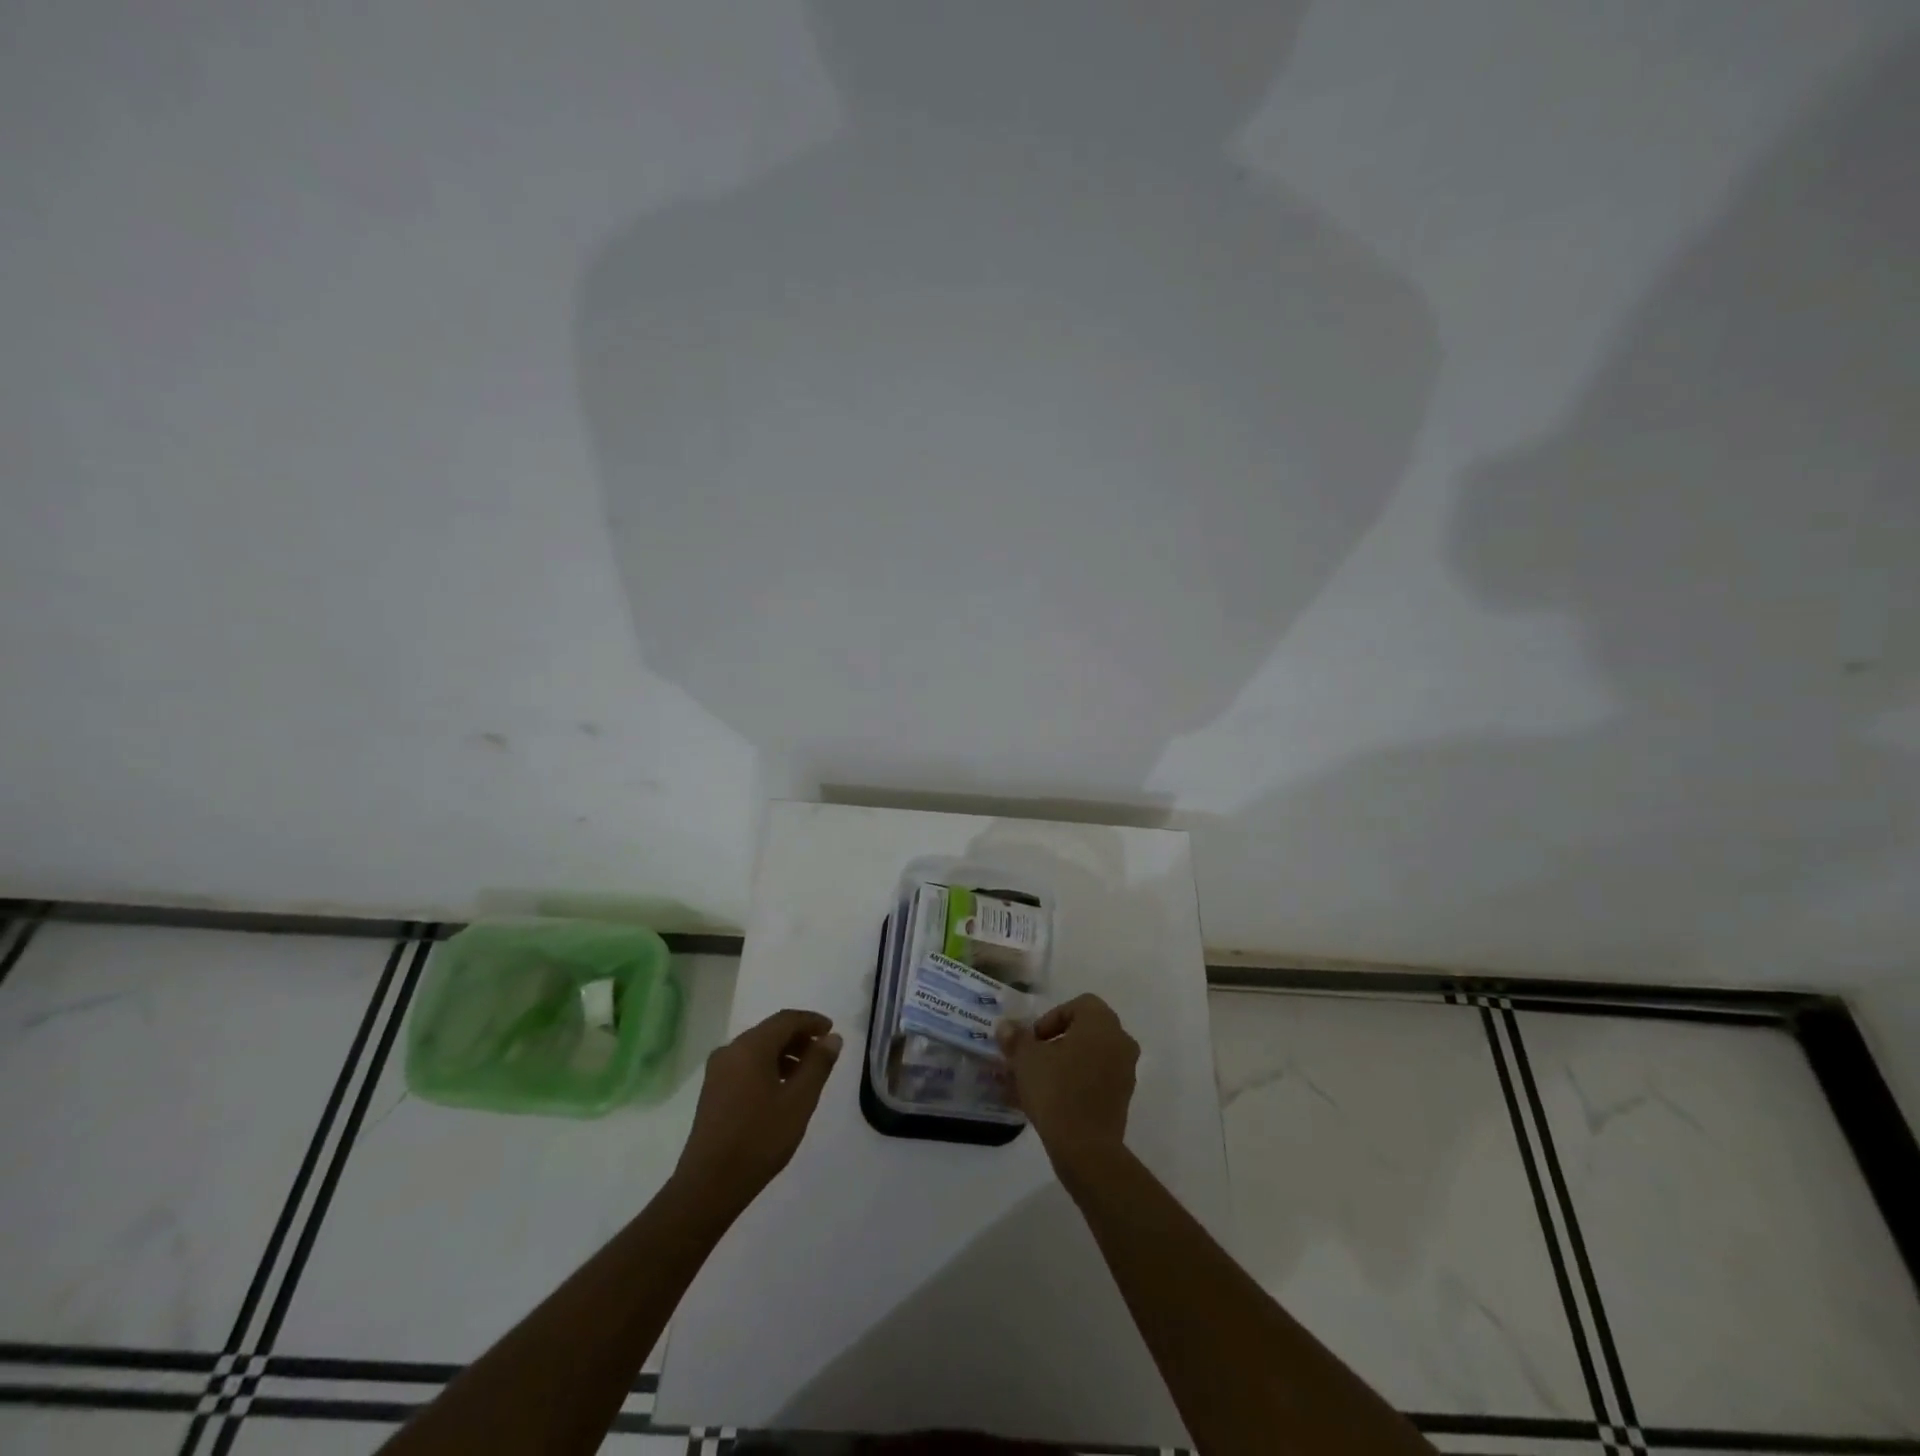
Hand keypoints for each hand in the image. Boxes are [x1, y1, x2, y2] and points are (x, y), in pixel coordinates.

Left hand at [673, 1008, 841, 1216]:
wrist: (709, 1185)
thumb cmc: (759, 1138)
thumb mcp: (799, 1100)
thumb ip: (818, 1064)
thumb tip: (832, 1038)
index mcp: (750, 1047)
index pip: (787, 1019)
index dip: (812, 1021)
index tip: (832, 1031)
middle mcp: (730, 1050)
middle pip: (770, 1031)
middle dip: (799, 1038)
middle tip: (823, 1054)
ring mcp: (717, 1071)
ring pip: (757, 1048)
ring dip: (784, 1053)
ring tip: (806, 1074)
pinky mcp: (712, 1090)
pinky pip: (745, 1064)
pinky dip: (768, 1066)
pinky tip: (780, 1089)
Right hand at [996, 994, 1137, 1168]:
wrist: (1085, 1148)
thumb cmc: (1056, 1090)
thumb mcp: (1026, 1060)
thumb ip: (1016, 1039)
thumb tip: (1005, 1027)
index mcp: (1101, 1023)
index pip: (1078, 1005)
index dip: (1051, 1018)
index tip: (1033, 1041)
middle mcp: (1120, 1041)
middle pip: (1084, 1031)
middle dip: (1056, 1042)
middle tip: (1033, 1059)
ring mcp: (1125, 1071)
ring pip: (1089, 1057)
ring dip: (1064, 1063)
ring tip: (1036, 1082)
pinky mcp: (1122, 1099)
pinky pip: (1095, 1080)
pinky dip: (1075, 1083)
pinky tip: (1049, 1100)